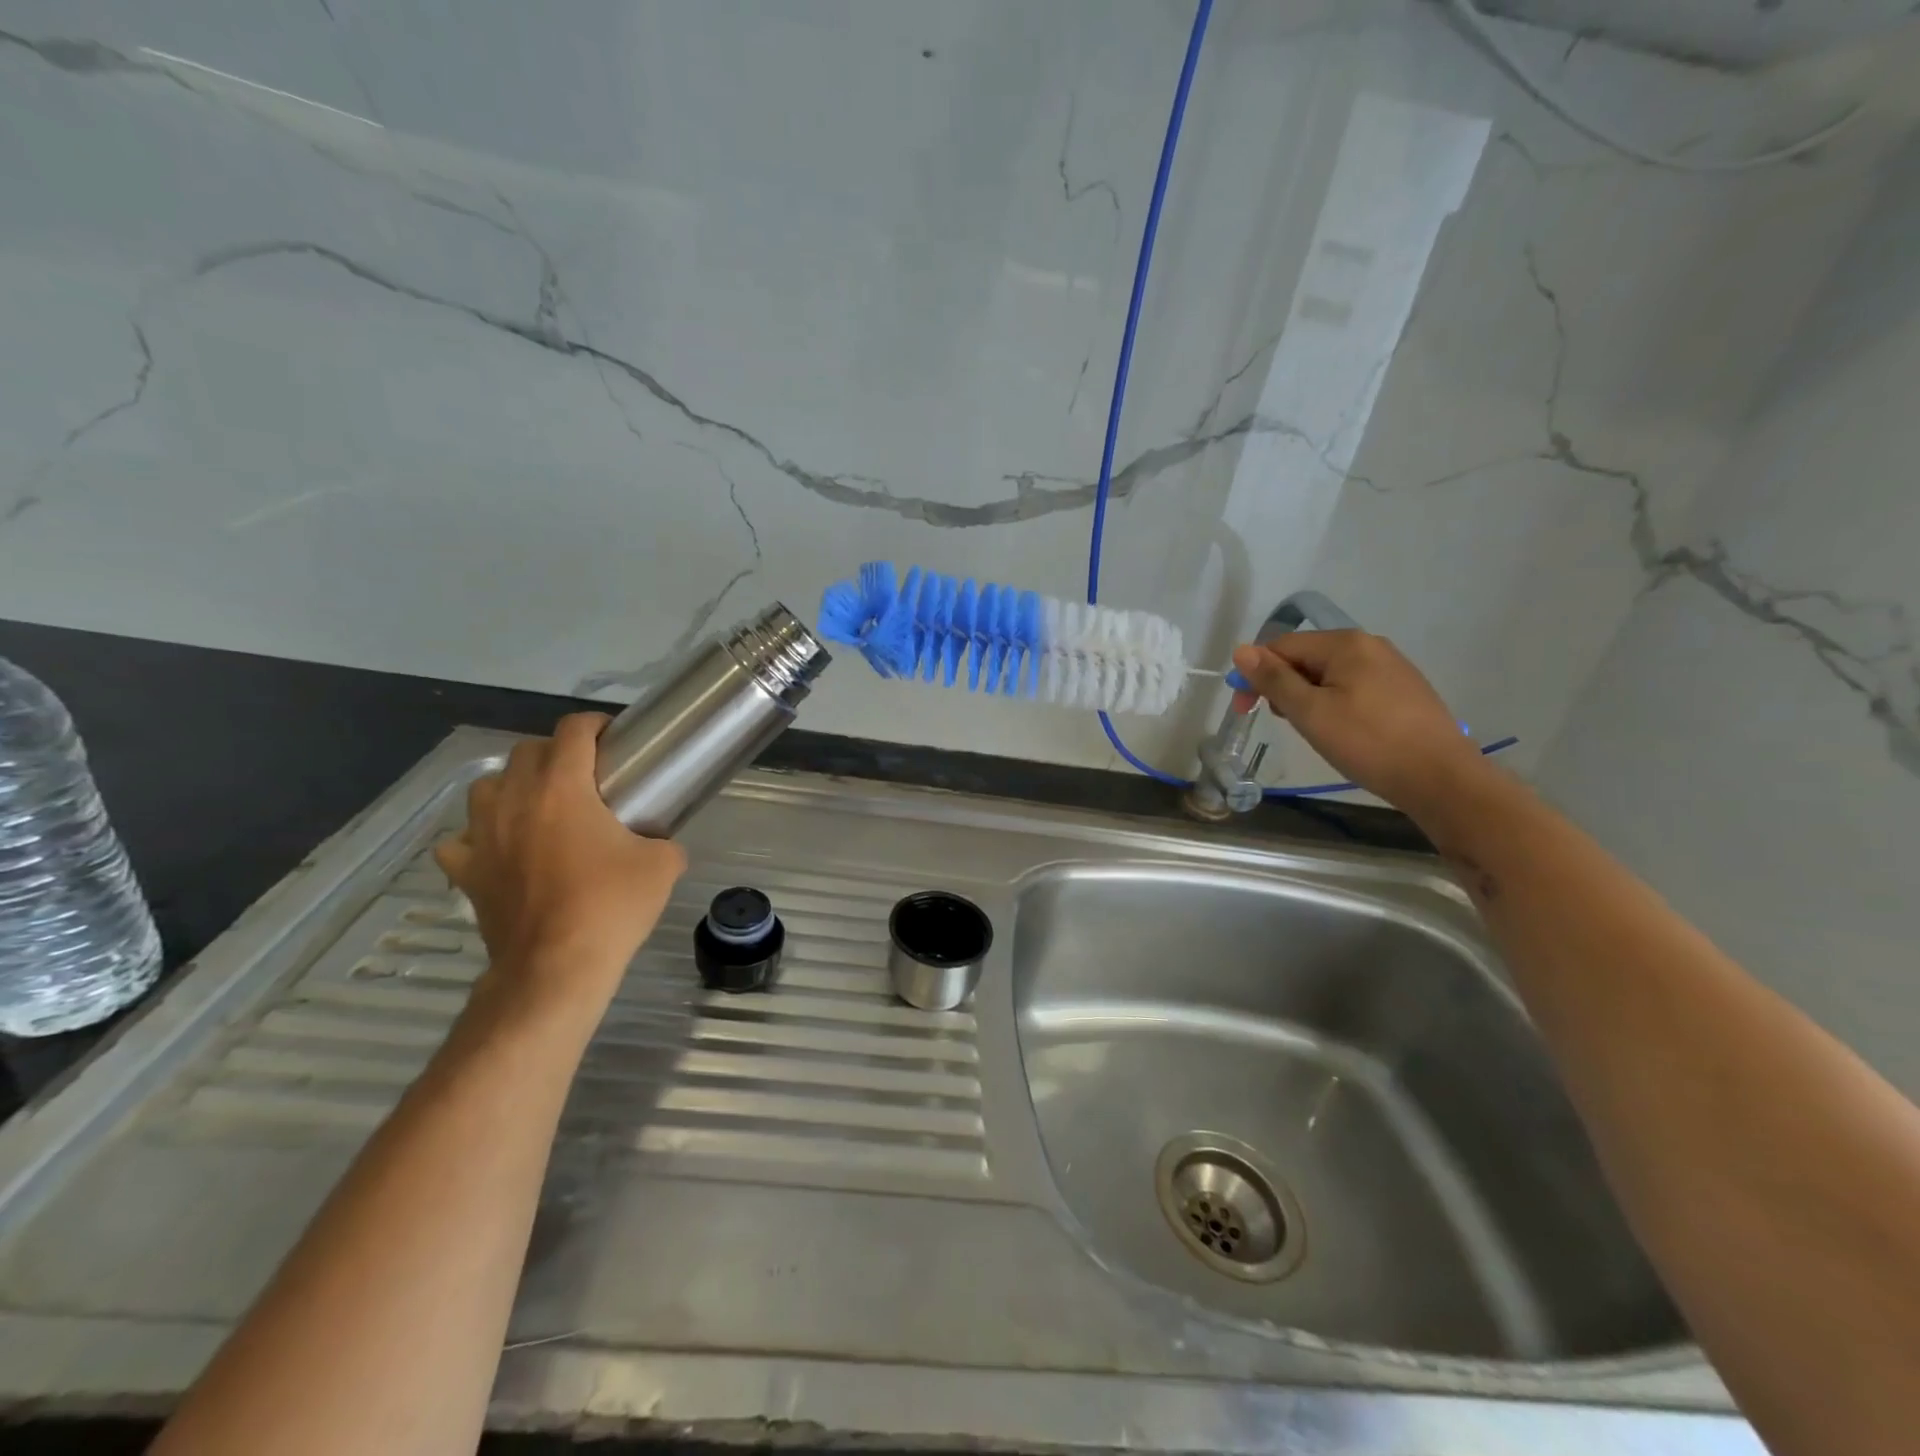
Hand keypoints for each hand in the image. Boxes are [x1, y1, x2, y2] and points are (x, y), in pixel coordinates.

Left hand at [435, 714, 684, 1011]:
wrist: (556, 967)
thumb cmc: (611, 906)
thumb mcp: (662, 865)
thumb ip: (663, 841)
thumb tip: (660, 843)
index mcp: (563, 788)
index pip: (573, 731)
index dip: (595, 725)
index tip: (614, 740)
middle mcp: (515, 800)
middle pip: (527, 750)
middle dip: (556, 753)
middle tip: (585, 776)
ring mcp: (482, 836)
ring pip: (487, 786)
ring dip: (513, 787)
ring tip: (539, 807)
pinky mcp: (466, 871)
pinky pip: (461, 840)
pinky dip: (478, 838)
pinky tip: (500, 849)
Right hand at [1230, 631, 1489, 812]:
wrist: (1440, 778)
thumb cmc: (1367, 742)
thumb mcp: (1310, 712)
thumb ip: (1273, 679)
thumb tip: (1241, 650)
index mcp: (1345, 643)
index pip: (1282, 645)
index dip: (1255, 673)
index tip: (1244, 709)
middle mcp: (1370, 645)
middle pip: (1306, 656)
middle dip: (1282, 685)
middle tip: (1281, 722)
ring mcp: (1391, 666)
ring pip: (1329, 673)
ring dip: (1306, 696)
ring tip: (1310, 729)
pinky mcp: (1404, 690)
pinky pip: (1353, 686)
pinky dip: (1333, 702)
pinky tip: (1339, 729)